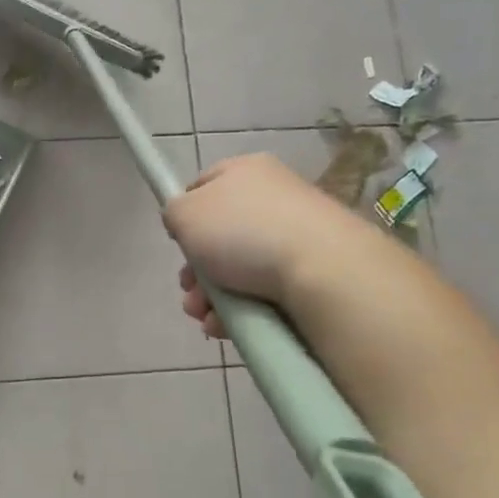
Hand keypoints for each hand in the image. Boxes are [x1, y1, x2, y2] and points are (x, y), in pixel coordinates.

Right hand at [163, 152, 375, 337]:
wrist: (325, 271)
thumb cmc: (243, 232)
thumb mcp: (184, 213)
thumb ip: (173, 213)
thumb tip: (185, 223)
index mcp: (246, 170)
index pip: (204, 185)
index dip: (184, 214)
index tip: (176, 242)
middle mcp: (275, 196)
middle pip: (220, 234)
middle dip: (196, 270)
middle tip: (189, 290)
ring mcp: (298, 234)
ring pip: (240, 267)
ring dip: (213, 296)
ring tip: (205, 317)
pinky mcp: (315, 270)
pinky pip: (266, 289)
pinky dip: (242, 309)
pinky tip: (227, 327)